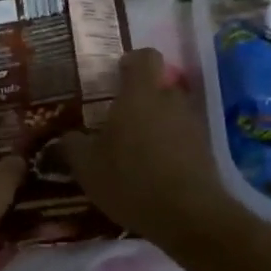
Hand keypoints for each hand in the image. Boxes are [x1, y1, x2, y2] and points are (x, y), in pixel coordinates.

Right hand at [62, 49, 243, 248]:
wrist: (187, 214)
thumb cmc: (130, 180)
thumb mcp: (87, 167)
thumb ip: (72, 146)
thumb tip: (64, 138)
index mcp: (140, 94)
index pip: (144, 57)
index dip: (131, 62)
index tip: (117, 77)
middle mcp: (171, 100)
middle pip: (158, 87)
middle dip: (141, 100)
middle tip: (120, 123)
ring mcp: (193, 124)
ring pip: (172, 114)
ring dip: (156, 126)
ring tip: (137, 153)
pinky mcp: (206, 149)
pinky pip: (183, 138)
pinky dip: (170, 148)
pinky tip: (155, 173)